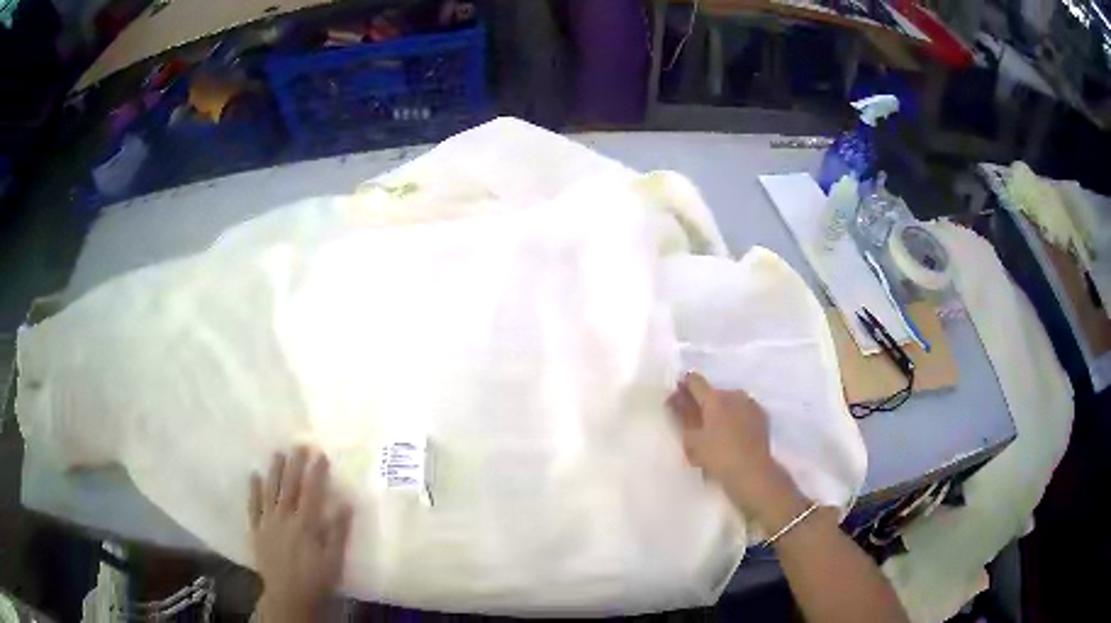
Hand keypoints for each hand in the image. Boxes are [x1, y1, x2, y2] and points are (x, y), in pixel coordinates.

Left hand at [250, 447, 352, 622]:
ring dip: (274, 471)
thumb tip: (346, 503)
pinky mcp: (256, 531)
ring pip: (269, 491)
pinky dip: (253, 491)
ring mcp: (267, 522)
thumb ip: (338, 531)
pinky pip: (252, 507)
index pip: (311, 492)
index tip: (321, 454)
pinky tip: (254, 476)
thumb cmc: (315, 579)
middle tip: (299, 445)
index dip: (316, 472)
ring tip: (277, 453)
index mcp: (305, 524)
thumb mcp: (333, 560)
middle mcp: (284, 517)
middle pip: (289, 486)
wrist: (287, 596)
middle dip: (295, 464)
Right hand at [667, 372, 806, 529]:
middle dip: (702, 403)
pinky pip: (742, 410)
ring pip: (729, 401)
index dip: (683, 387)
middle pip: (712, 392)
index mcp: (715, 397)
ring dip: (720, 410)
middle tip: (694, 423)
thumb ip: (681, 415)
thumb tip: (675, 399)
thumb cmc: (717, 457)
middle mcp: (734, 394)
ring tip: (714, 432)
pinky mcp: (762, 416)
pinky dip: (735, 417)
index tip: (676, 401)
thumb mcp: (691, 440)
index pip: (694, 380)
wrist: (753, 473)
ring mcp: (750, 404)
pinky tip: (731, 435)